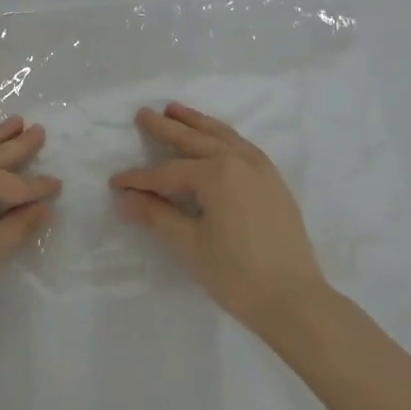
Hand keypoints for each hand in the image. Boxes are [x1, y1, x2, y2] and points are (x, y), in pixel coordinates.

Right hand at [110, 102, 327, 333]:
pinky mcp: (274, 182)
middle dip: (166, 128)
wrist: (295, 300)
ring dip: (197, 122)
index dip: (139, 178)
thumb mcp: (190, 244)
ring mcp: (262, 169)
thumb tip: (125, 199)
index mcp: (218, 173)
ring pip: (223, 136)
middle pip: (195, 140)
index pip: (168, 172)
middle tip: (144, 113)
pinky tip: (215, 138)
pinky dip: (222, 136)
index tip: (115, 182)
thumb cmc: (237, 274)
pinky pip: (242, 146)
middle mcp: (240, 161)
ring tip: (176, 109)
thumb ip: (156, 215)